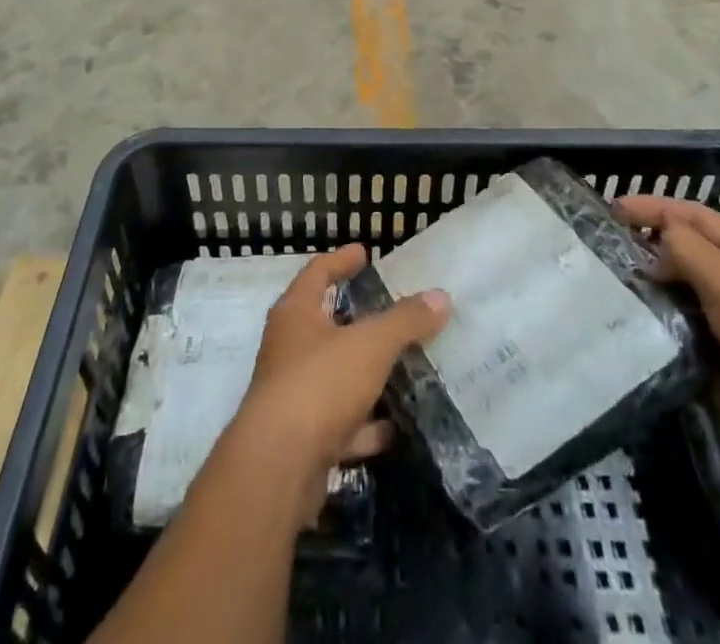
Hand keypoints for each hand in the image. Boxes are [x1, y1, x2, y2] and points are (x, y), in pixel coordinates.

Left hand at [231, 244, 449, 524]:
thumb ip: (405, 321)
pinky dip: (366, 424)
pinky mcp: (303, 438)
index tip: (364, 252)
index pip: (317, 272)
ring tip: (404, 367)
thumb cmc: (320, 383)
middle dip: (357, 318)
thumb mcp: (370, 344)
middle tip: (391, 310)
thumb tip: (441, 297)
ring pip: (335, 375)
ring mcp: (294, 394)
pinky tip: (396, 428)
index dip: (341, 260)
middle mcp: (289, 348)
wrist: (278, 466)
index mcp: (296, 313)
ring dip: (365, 374)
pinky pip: (341, 423)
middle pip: (325, 324)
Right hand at [615, 197, 719, 501]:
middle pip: (687, 257)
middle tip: (603, 250)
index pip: (696, 217)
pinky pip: (679, 340)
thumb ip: (686, 249)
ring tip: (605, 287)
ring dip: (649, 294)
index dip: (654, 208)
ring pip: (679, 299)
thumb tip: (655, 242)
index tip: (611, 208)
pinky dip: (656, 334)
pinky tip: (625, 329)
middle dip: (648, 251)